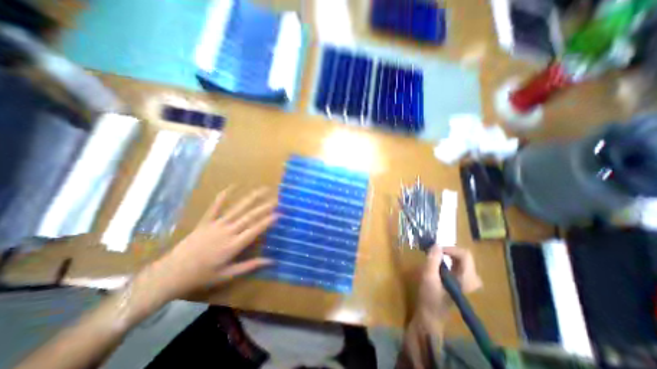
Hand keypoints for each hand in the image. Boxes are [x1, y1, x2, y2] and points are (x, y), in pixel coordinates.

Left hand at [144, 188, 275, 301]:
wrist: (170, 274)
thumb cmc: (201, 276)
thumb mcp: (228, 275)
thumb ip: (250, 266)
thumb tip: (271, 261)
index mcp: (234, 245)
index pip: (256, 229)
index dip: (268, 220)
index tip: (279, 213)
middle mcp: (228, 231)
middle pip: (250, 216)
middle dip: (265, 207)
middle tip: (276, 199)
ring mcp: (216, 225)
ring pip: (238, 209)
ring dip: (251, 198)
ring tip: (262, 189)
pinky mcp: (205, 222)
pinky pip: (215, 206)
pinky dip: (223, 196)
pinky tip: (232, 186)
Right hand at [415, 246, 481, 326]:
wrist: (431, 315)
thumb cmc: (430, 297)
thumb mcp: (429, 276)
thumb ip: (433, 260)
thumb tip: (436, 244)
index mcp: (467, 279)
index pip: (465, 255)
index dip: (450, 249)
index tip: (435, 249)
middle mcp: (471, 279)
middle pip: (464, 256)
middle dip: (448, 251)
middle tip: (434, 252)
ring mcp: (468, 281)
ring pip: (461, 260)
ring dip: (448, 255)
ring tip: (435, 256)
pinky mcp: (462, 282)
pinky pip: (458, 265)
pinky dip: (448, 260)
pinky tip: (438, 263)